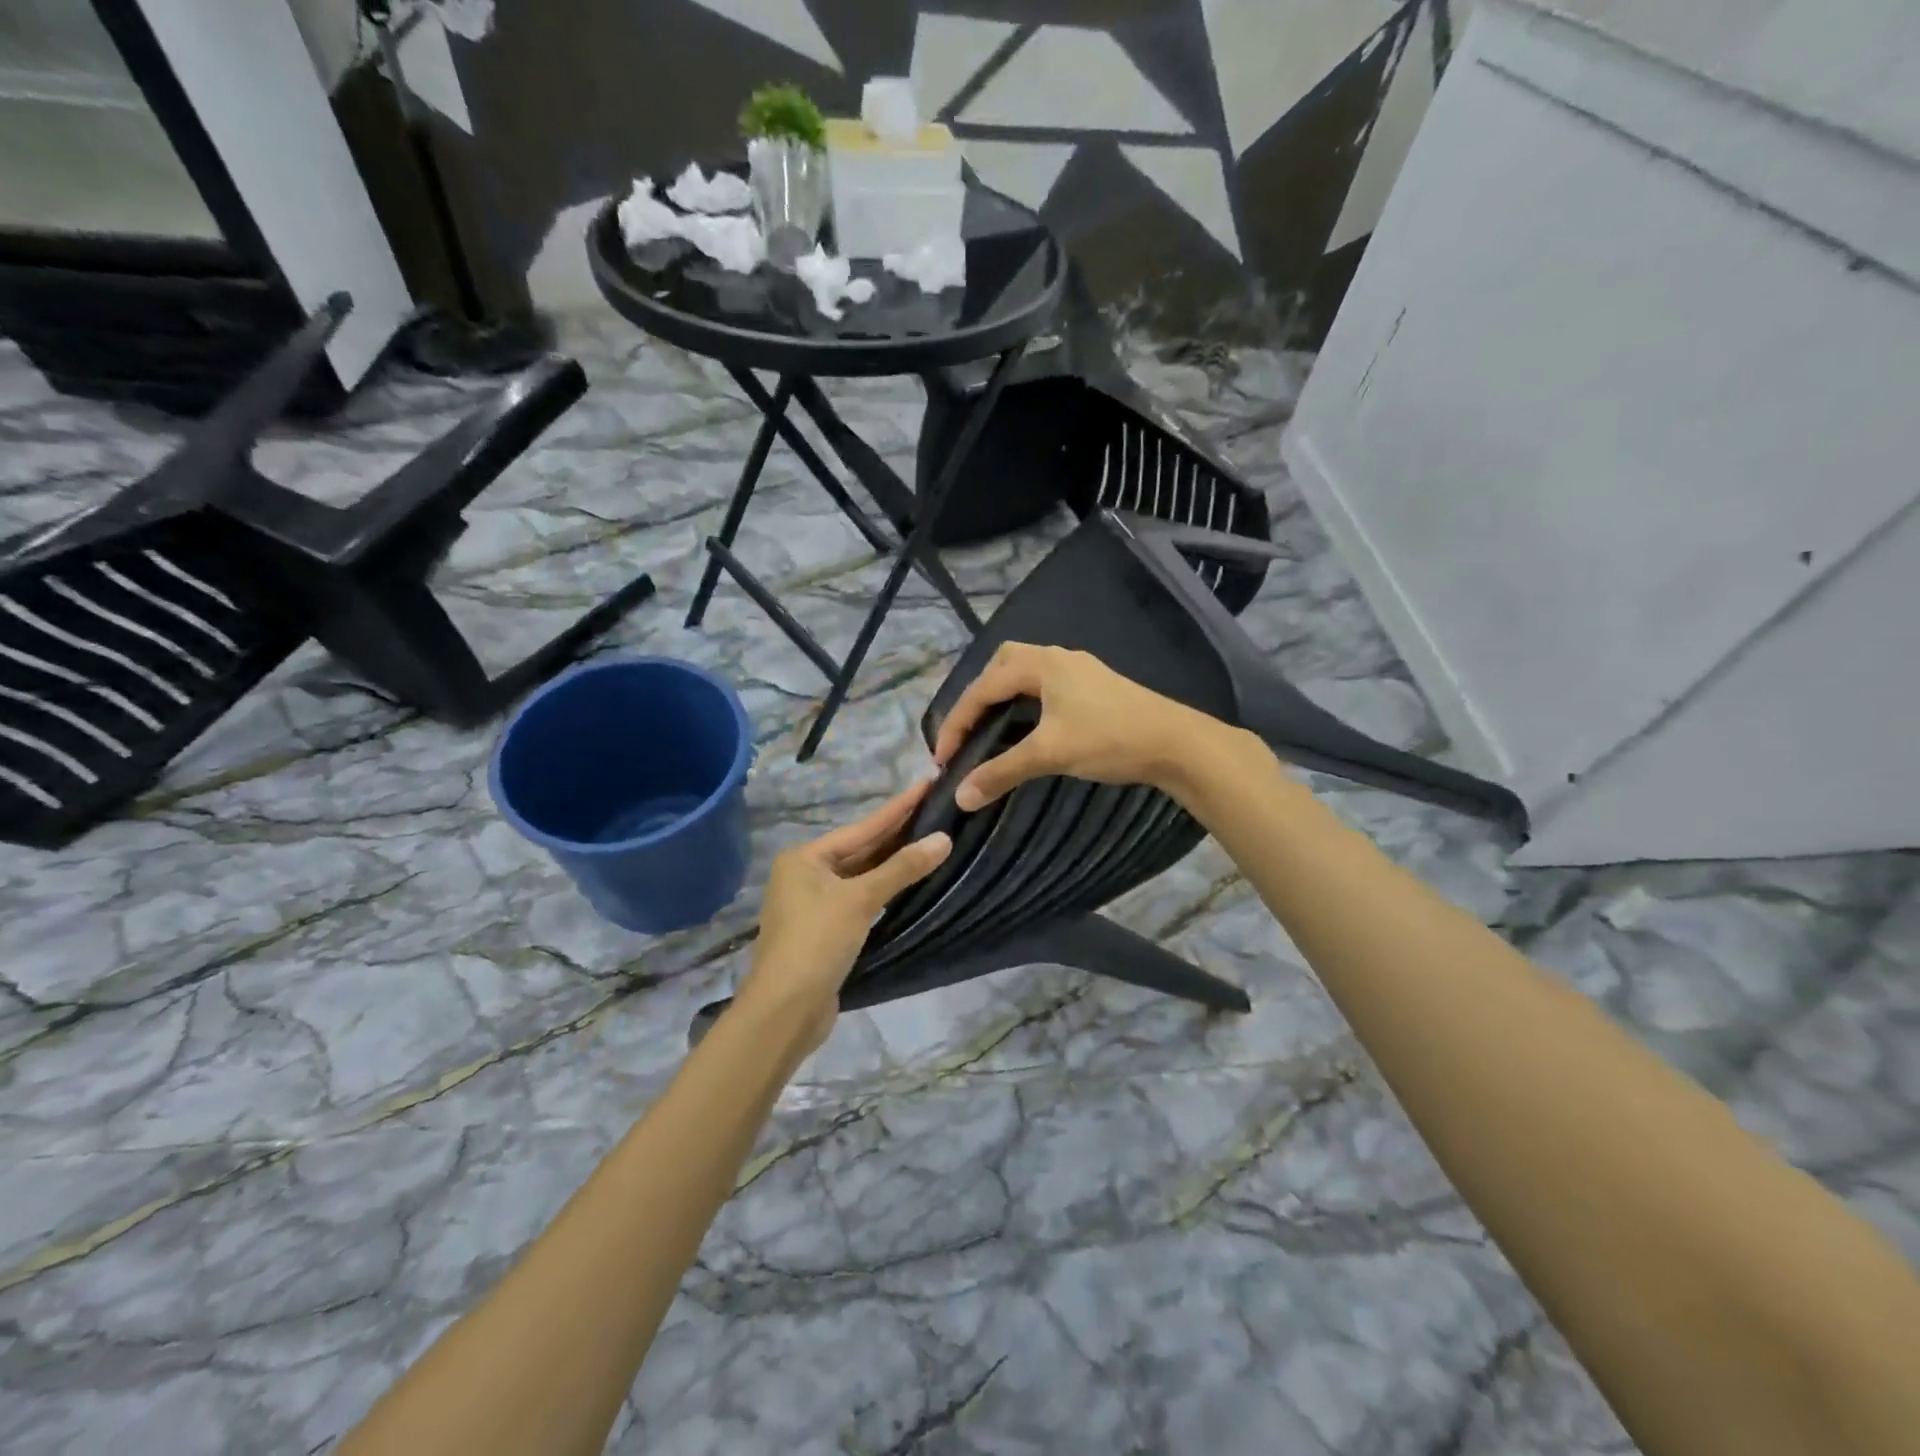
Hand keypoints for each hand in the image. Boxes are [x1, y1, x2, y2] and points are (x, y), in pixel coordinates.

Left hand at [735, 783, 951, 1052]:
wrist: (785, 1011)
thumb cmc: (817, 943)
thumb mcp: (860, 900)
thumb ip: (902, 869)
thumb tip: (944, 839)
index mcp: (805, 858)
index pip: (862, 827)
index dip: (898, 808)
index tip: (927, 785)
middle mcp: (805, 875)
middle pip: (860, 849)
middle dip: (897, 834)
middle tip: (936, 810)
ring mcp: (814, 904)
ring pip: (861, 875)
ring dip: (892, 863)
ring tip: (929, 840)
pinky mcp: (825, 931)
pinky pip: (860, 899)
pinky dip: (884, 890)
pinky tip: (908, 882)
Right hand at [933, 643, 1236, 809]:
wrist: (1176, 743)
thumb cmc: (1109, 740)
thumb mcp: (1049, 754)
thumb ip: (1001, 771)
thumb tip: (960, 795)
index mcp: (1041, 665)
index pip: (984, 687)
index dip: (957, 721)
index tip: (942, 756)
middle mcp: (1057, 658)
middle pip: (1002, 666)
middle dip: (978, 696)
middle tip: (967, 731)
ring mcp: (1079, 670)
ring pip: (1026, 673)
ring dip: (1003, 697)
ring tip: (990, 729)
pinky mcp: (1094, 686)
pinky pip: (1045, 686)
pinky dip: (1025, 702)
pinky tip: (1028, 726)